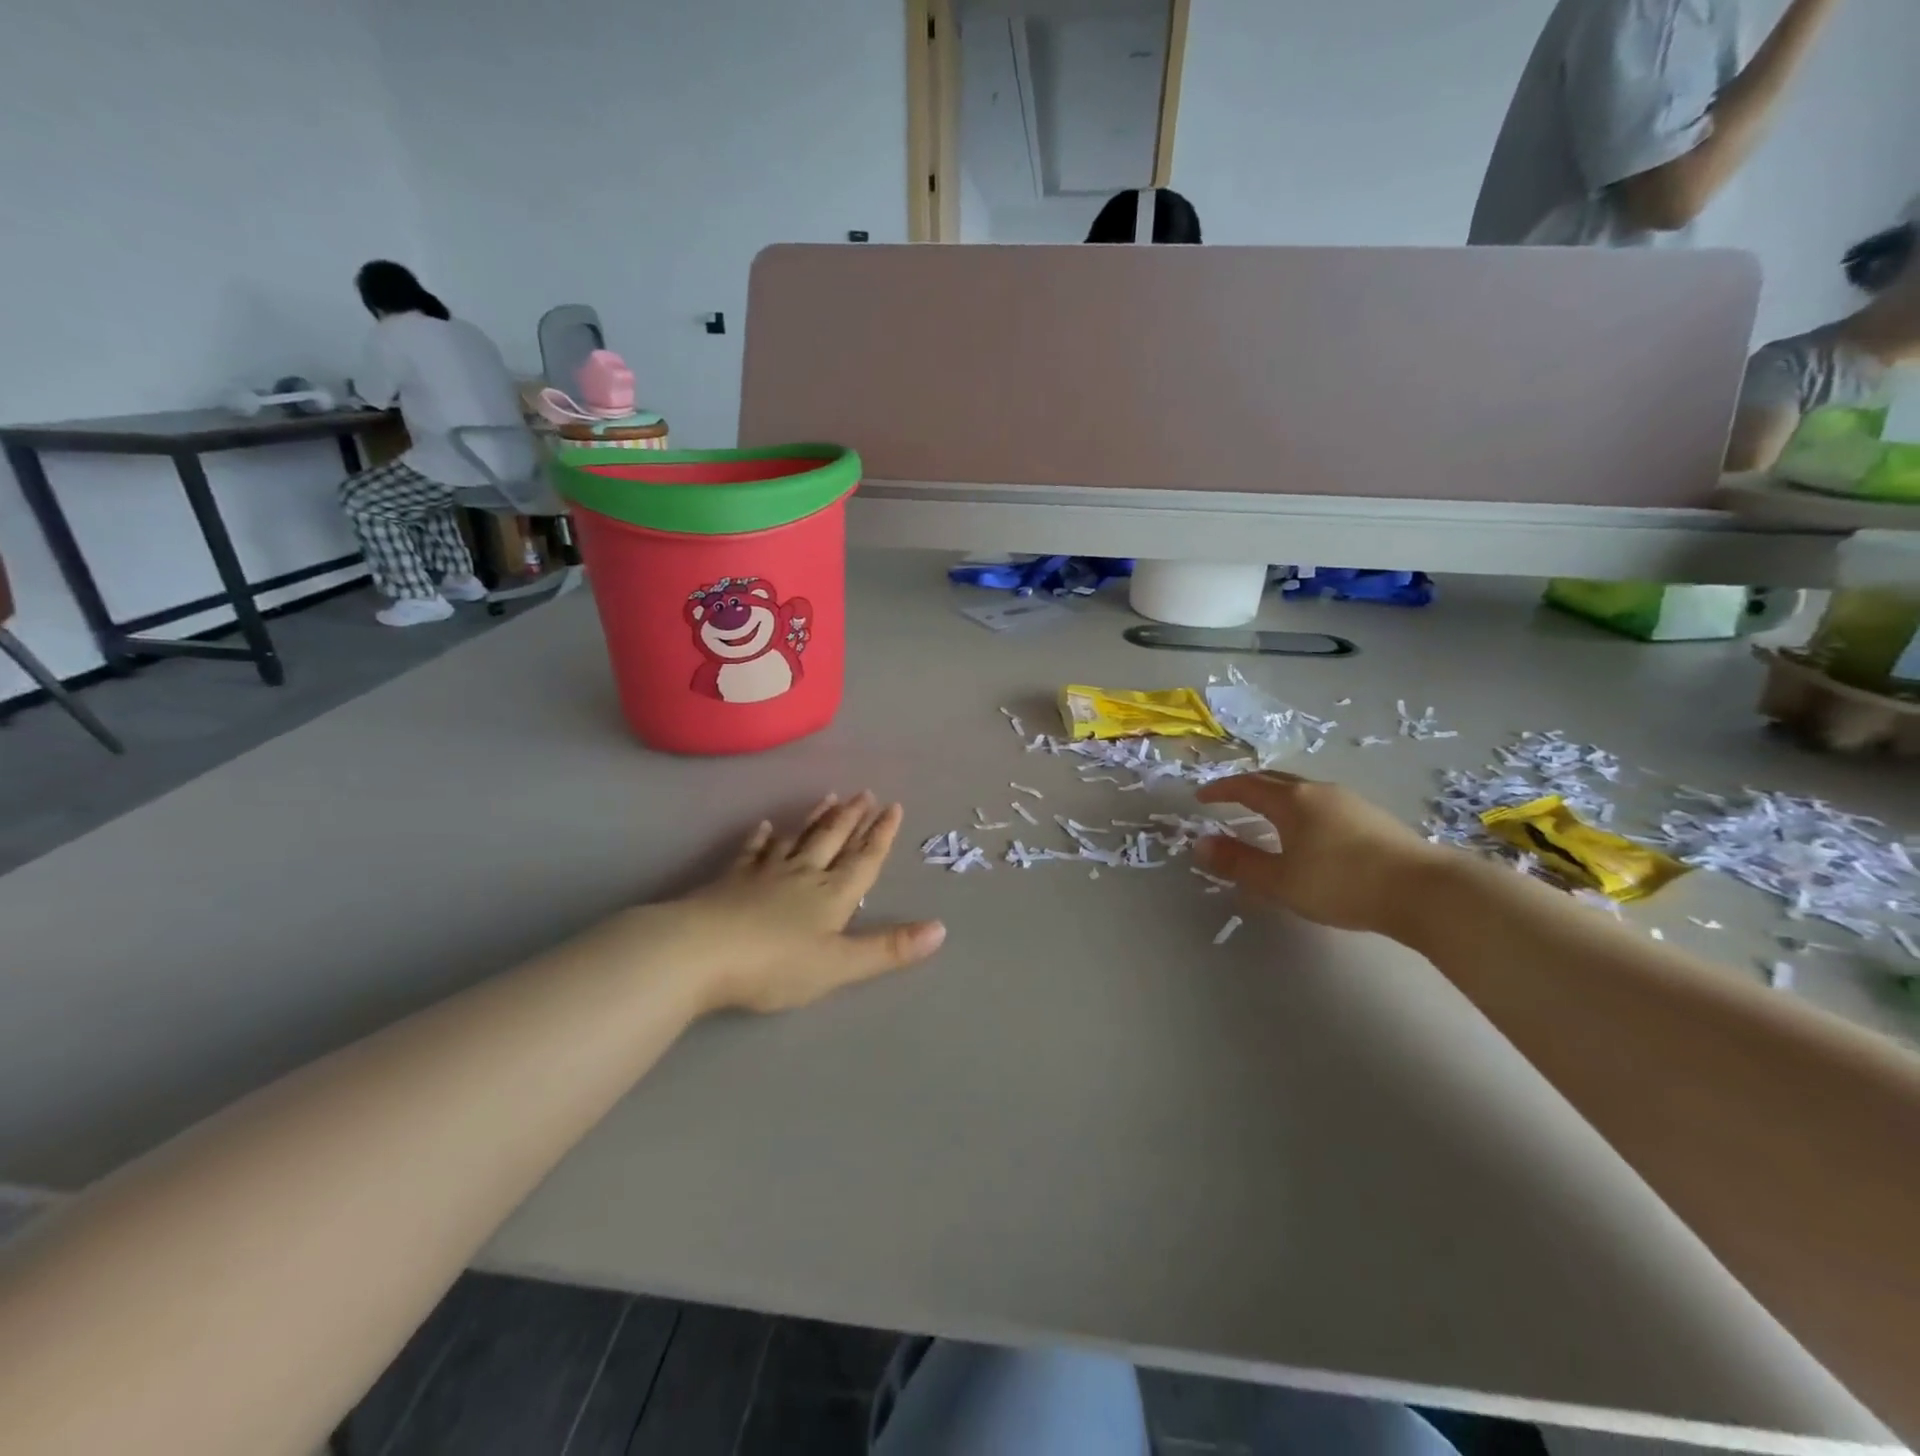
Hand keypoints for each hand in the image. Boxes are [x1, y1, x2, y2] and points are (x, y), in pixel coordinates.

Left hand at [668, 792, 945, 1012]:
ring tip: (830, 796)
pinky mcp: (731, 880)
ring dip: (816, 819)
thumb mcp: (839, 965)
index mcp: (832, 895)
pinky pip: (752, 852)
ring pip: (798, 839)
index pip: (864, 859)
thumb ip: (888, 949)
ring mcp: (765, 874)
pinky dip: (761, 838)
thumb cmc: (775, 964)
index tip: (894, 806)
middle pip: (832, 840)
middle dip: (852, 818)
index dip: (881, 834)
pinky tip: (764, 827)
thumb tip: (941, 929)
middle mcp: (803, 875)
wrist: (699, 953)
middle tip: (865, 792)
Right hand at [1194, 772, 1445, 935]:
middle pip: (1274, 780)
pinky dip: (1300, 808)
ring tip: (1265, 814)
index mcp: (1291, 801)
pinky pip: (1322, 802)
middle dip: (1247, 787)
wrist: (1425, 890)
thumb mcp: (1280, 880)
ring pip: (1301, 790)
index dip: (1220, 790)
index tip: (1201, 797)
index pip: (1245, 786)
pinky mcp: (1372, 817)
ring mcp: (1349, 801)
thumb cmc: (1341, 883)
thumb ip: (1238, 862)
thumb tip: (1200, 845)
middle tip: (1228, 798)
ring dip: (1276, 796)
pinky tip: (1308, 830)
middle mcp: (1318, 791)